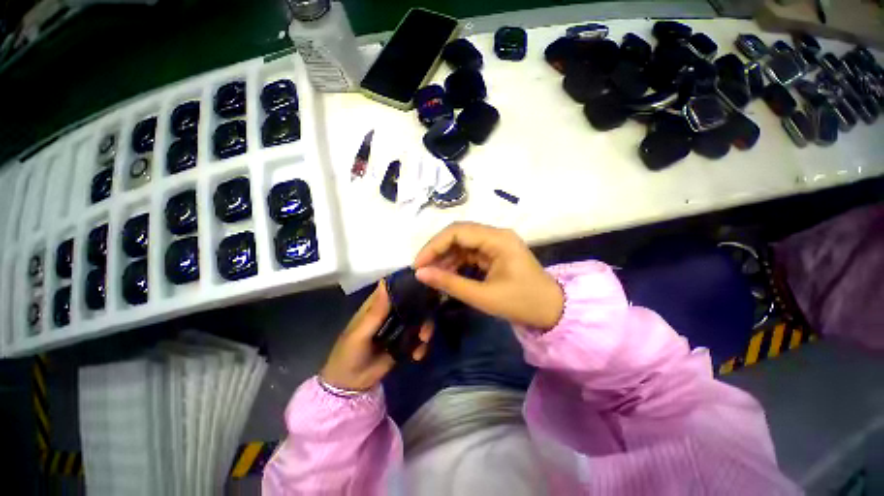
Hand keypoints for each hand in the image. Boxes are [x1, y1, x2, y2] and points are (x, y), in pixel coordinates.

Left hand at [320, 282, 432, 390]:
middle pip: (413, 301)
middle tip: (426, 320)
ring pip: (420, 318)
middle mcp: (391, 311)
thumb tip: (385, 283)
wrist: (351, 385)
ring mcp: (400, 326)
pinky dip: (422, 344)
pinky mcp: (406, 341)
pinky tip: (417, 355)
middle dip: (424, 309)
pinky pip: (419, 337)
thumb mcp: (360, 334)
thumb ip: (375, 312)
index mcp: (377, 304)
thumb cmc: (349, 353)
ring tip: (423, 340)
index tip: (426, 281)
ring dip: (425, 328)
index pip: (394, 286)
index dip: (409, 282)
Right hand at [413, 222, 563, 329]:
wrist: (552, 311)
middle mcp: (496, 235)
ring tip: (432, 274)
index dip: (434, 245)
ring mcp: (496, 243)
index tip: (418, 264)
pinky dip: (456, 262)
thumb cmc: (522, 303)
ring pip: (463, 243)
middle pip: (459, 234)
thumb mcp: (483, 296)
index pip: (457, 232)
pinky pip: (470, 252)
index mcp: (497, 239)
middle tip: (421, 269)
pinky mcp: (495, 252)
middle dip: (437, 250)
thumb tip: (420, 273)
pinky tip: (447, 274)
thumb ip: (450, 283)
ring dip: (446, 257)